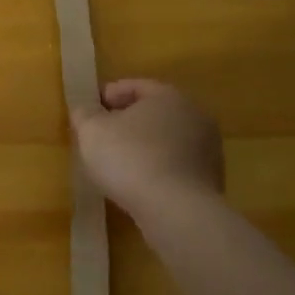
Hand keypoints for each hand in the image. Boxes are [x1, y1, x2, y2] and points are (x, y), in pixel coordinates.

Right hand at [71, 78, 224, 217]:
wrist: (175, 209)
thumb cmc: (130, 158)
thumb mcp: (92, 130)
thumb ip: (85, 113)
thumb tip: (86, 109)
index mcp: (168, 96)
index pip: (135, 86)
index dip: (108, 95)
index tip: (88, 110)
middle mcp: (195, 115)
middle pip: (154, 112)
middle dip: (127, 120)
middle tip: (101, 135)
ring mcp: (208, 148)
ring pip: (166, 139)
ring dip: (143, 145)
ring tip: (117, 162)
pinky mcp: (210, 178)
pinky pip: (175, 164)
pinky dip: (156, 167)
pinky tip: (138, 182)